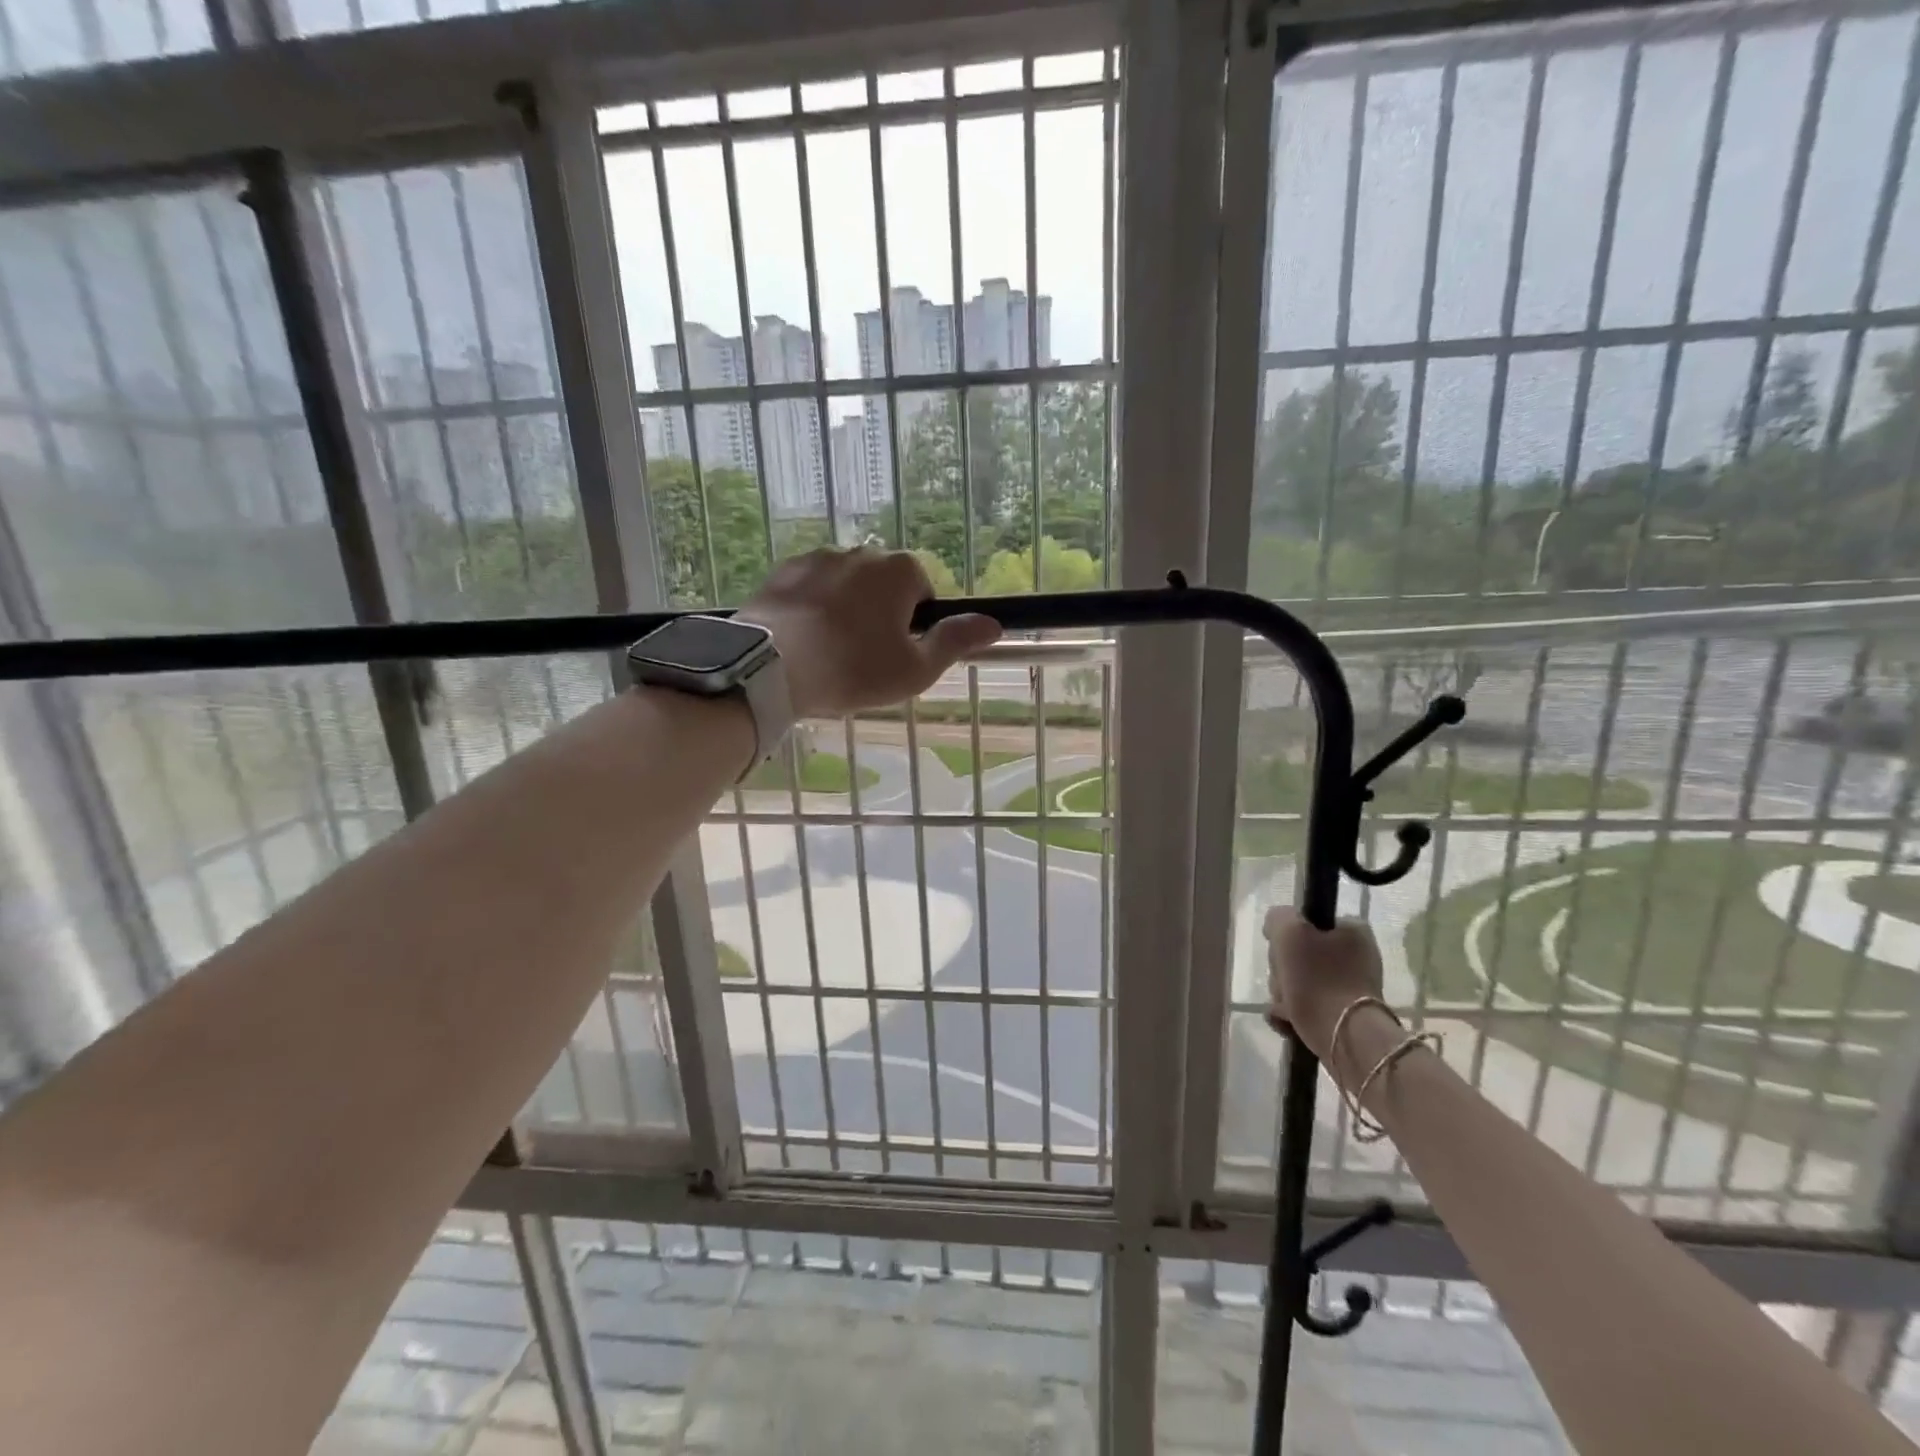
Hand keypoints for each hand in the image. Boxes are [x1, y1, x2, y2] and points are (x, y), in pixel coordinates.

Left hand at [736, 547, 1000, 718]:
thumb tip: (994, 624)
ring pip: (844, 588)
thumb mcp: (916, 668)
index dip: (915, 626)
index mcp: (900, 570)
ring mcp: (817, 559)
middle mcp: (860, 552)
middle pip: (883, 587)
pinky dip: (810, 611)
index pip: (923, 592)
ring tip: (829, 654)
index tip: (897, 656)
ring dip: (844, 612)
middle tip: (864, 660)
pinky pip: (808, 591)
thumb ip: (955, 641)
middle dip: (879, 616)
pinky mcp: (781, 572)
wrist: (770, 666)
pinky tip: (802, 644)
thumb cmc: (854, 669)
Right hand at [1262, 907, 1385, 1060]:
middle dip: (1283, 970)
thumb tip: (1277, 926)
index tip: (1281, 949)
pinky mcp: (1343, 1017)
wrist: (1345, 1039)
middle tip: (1284, 982)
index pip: (1309, 921)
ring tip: (1285, 1009)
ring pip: (1300, 982)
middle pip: (1300, 954)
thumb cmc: (1318, 979)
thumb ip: (1279, 918)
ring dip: (1284, 994)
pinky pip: (1307, 1007)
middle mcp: (1357, 957)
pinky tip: (1284, 1022)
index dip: (1288, 933)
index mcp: (1352, 932)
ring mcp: (1351, 989)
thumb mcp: (1289, 932)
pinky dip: (1291, 1014)